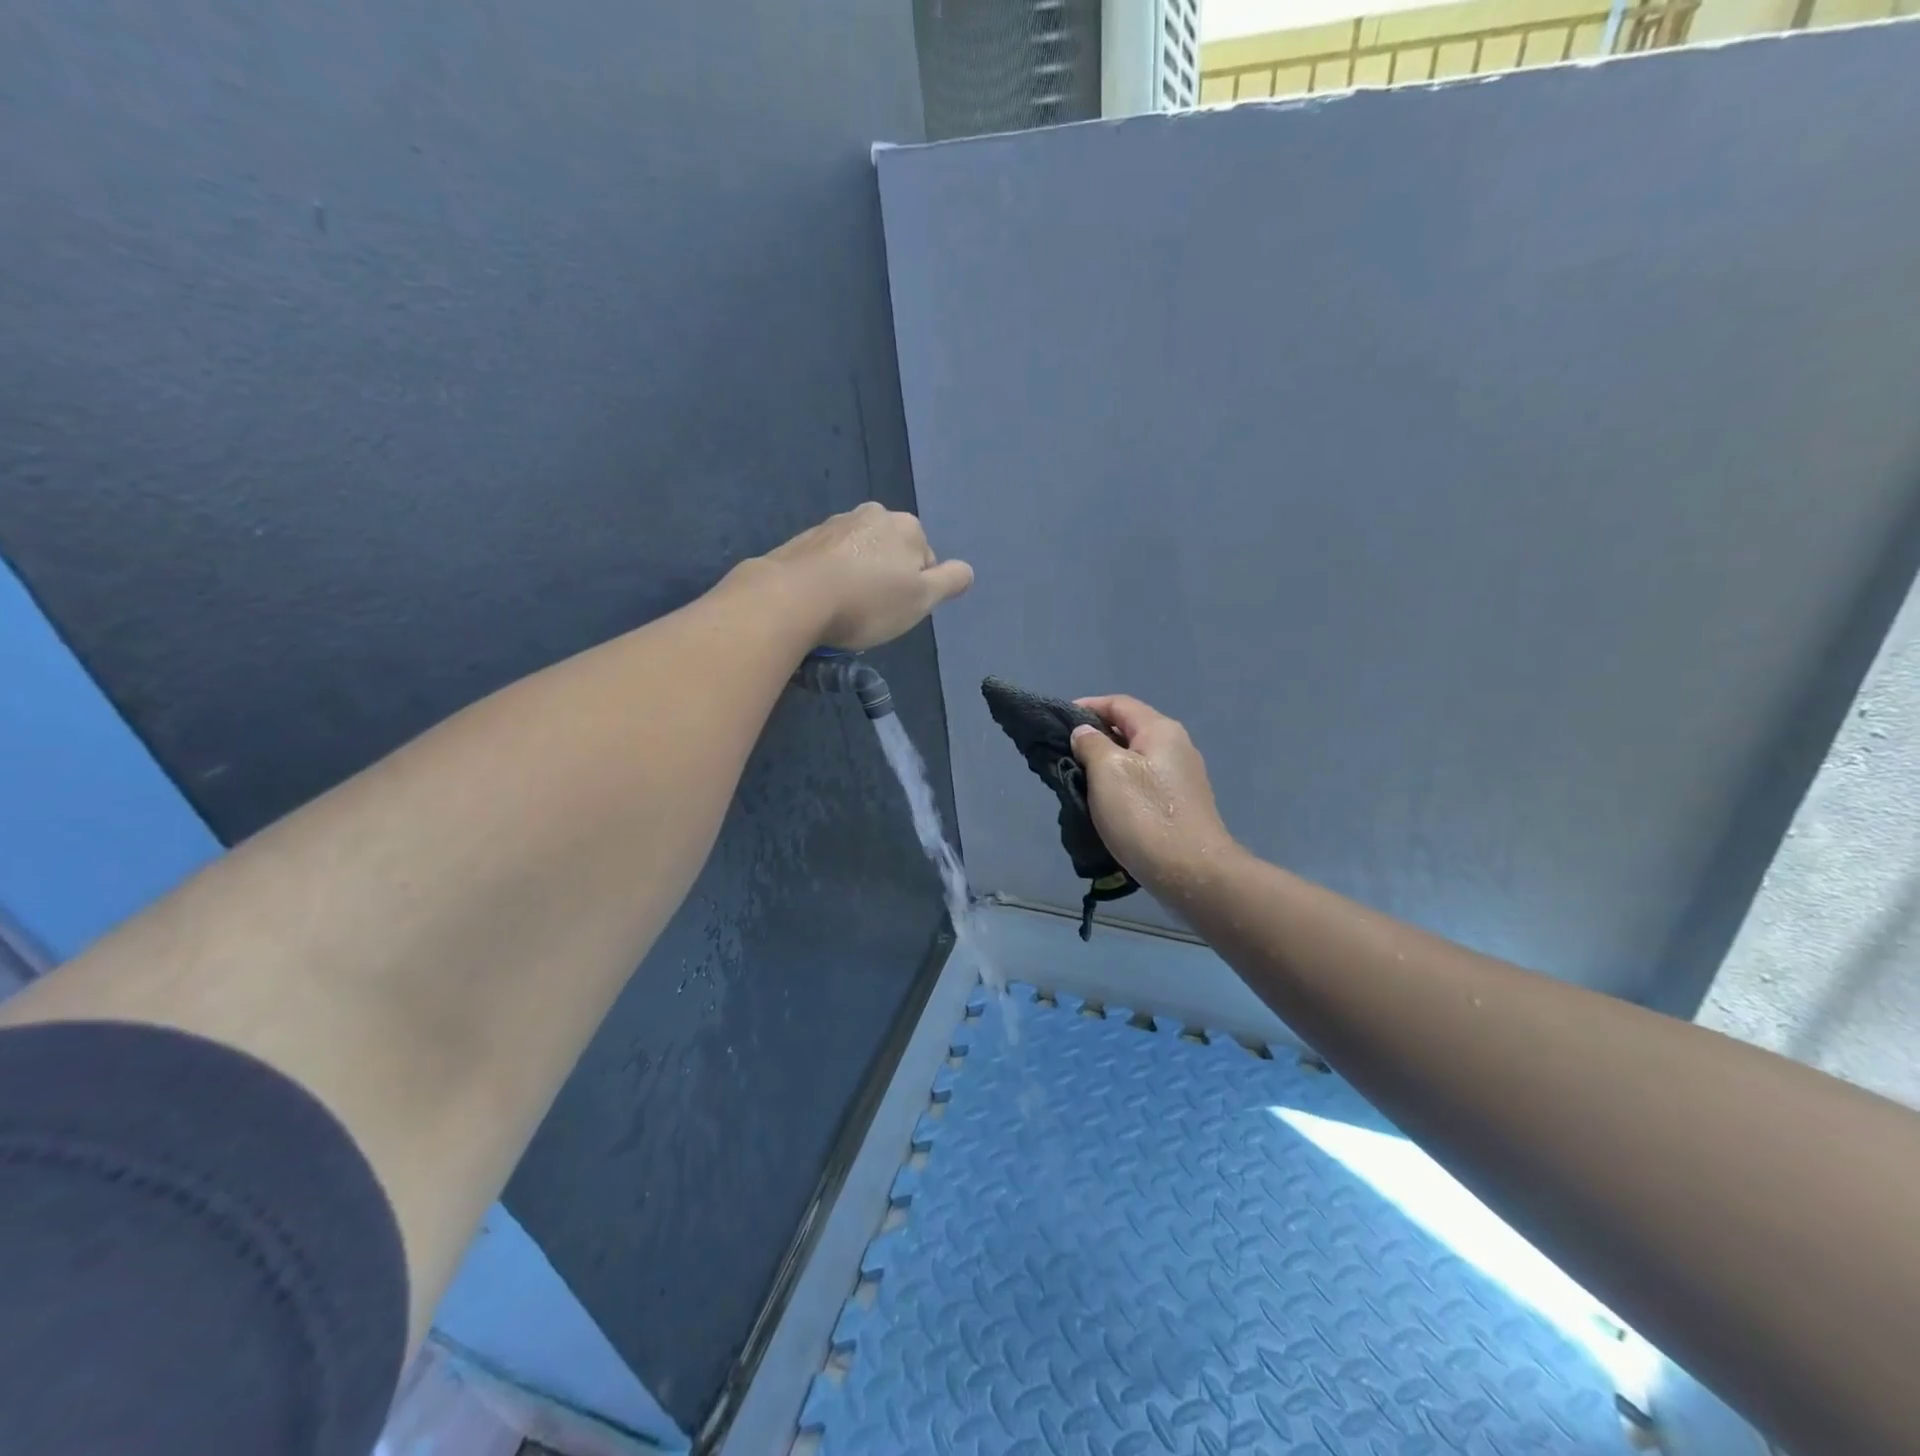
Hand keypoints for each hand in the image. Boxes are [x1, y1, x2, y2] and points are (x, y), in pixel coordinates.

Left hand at [760, 502, 973, 649]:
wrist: (793, 598)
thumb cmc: (867, 602)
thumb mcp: (921, 599)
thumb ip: (950, 581)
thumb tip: (966, 570)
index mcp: (906, 526)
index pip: (926, 560)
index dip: (916, 590)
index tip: (898, 611)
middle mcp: (872, 515)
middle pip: (891, 553)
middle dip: (886, 578)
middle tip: (873, 612)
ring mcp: (834, 524)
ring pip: (860, 555)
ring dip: (858, 577)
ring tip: (845, 609)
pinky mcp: (804, 540)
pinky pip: (830, 561)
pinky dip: (831, 577)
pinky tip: (822, 601)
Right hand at [1070, 695, 1237, 901]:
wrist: (1192, 873)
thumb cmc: (1145, 816)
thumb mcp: (1107, 772)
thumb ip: (1091, 744)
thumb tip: (1085, 733)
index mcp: (1160, 730)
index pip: (1118, 704)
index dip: (1086, 707)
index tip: (1057, 723)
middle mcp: (1176, 746)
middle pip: (1128, 730)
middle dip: (1094, 738)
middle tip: (1064, 755)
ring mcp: (1182, 777)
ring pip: (1135, 759)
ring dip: (1106, 765)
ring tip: (1078, 780)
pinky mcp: (1180, 804)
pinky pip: (1143, 783)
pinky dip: (1121, 785)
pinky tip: (1105, 804)